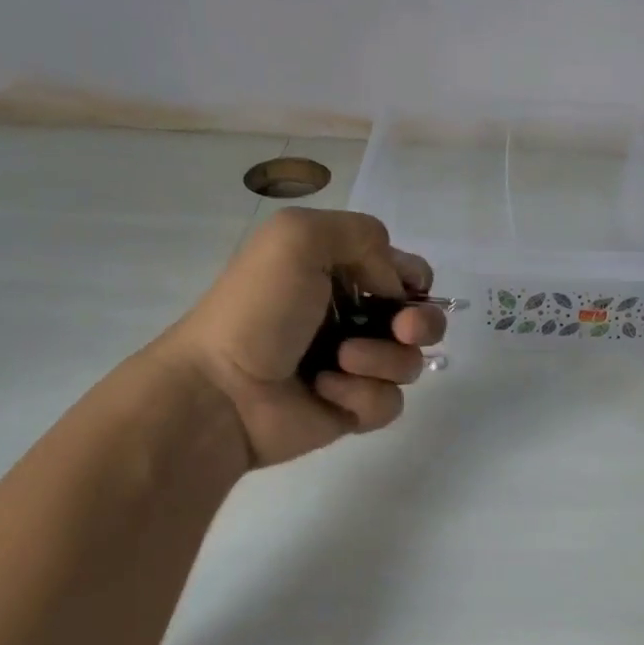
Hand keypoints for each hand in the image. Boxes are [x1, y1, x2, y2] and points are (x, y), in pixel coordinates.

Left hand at [153, 207, 445, 467]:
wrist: (222, 389)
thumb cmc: (258, 309)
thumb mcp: (297, 237)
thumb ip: (362, 235)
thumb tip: (393, 288)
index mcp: (339, 274)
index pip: (403, 272)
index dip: (414, 280)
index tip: (406, 288)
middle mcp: (352, 318)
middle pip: (421, 320)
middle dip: (421, 323)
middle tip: (402, 329)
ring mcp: (355, 367)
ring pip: (409, 363)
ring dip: (380, 359)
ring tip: (339, 360)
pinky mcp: (354, 409)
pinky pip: (389, 402)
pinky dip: (361, 395)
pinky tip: (325, 391)